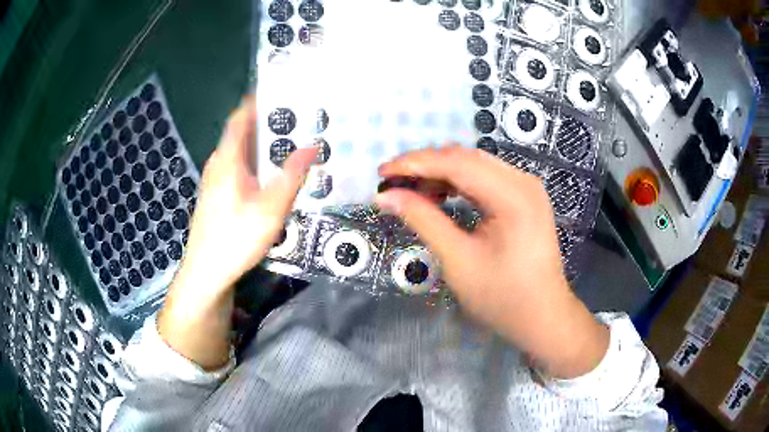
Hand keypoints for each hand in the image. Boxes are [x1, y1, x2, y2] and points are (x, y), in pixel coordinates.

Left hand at [158, 97, 316, 368]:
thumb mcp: (270, 208)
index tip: (279, 91)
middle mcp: (218, 165)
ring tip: (289, 144)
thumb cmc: (235, 238)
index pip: (239, 118)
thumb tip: (312, 146)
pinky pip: (238, 170)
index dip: (255, 101)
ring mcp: (215, 182)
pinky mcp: (216, 198)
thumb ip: (292, 175)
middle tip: (296, 118)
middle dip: (266, 123)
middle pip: (241, 134)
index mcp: (227, 159)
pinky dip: (255, 164)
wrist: (207, 273)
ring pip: (240, 154)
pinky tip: (271, 176)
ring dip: (261, 145)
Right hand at [376, 147, 608, 378]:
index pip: (456, 163)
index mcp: (513, 195)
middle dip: (426, 166)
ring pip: (475, 165)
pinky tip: (440, 195)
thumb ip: (423, 219)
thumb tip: (386, 196)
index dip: (415, 163)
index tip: (382, 171)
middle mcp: (523, 181)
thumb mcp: (458, 260)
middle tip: (393, 183)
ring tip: (412, 191)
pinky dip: (459, 183)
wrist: (542, 317)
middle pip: (466, 158)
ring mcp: (527, 187)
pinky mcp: (525, 197)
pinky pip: (486, 178)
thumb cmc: (502, 298)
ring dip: (441, 173)